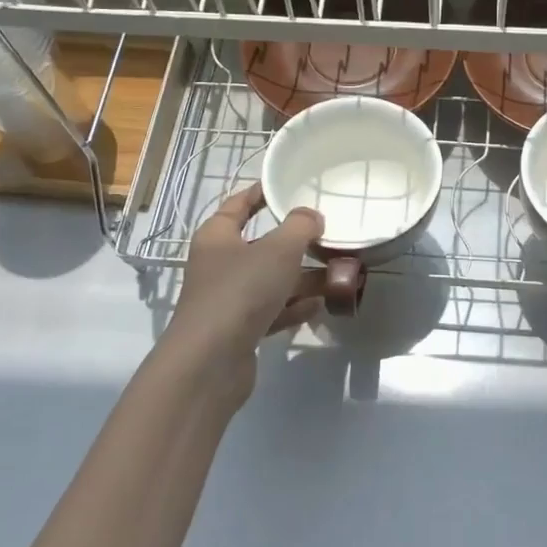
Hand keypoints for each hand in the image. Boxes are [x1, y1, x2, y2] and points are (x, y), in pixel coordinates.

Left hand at [161, 184, 324, 372]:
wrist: (211, 360)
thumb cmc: (241, 291)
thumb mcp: (278, 250)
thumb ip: (299, 227)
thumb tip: (310, 215)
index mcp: (217, 237)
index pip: (238, 205)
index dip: (259, 194)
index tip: (284, 186)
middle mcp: (218, 265)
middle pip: (259, 246)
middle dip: (293, 243)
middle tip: (325, 235)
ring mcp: (227, 300)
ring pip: (269, 281)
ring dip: (299, 278)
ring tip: (335, 274)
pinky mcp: (238, 330)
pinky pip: (271, 311)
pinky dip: (293, 307)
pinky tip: (318, 305)